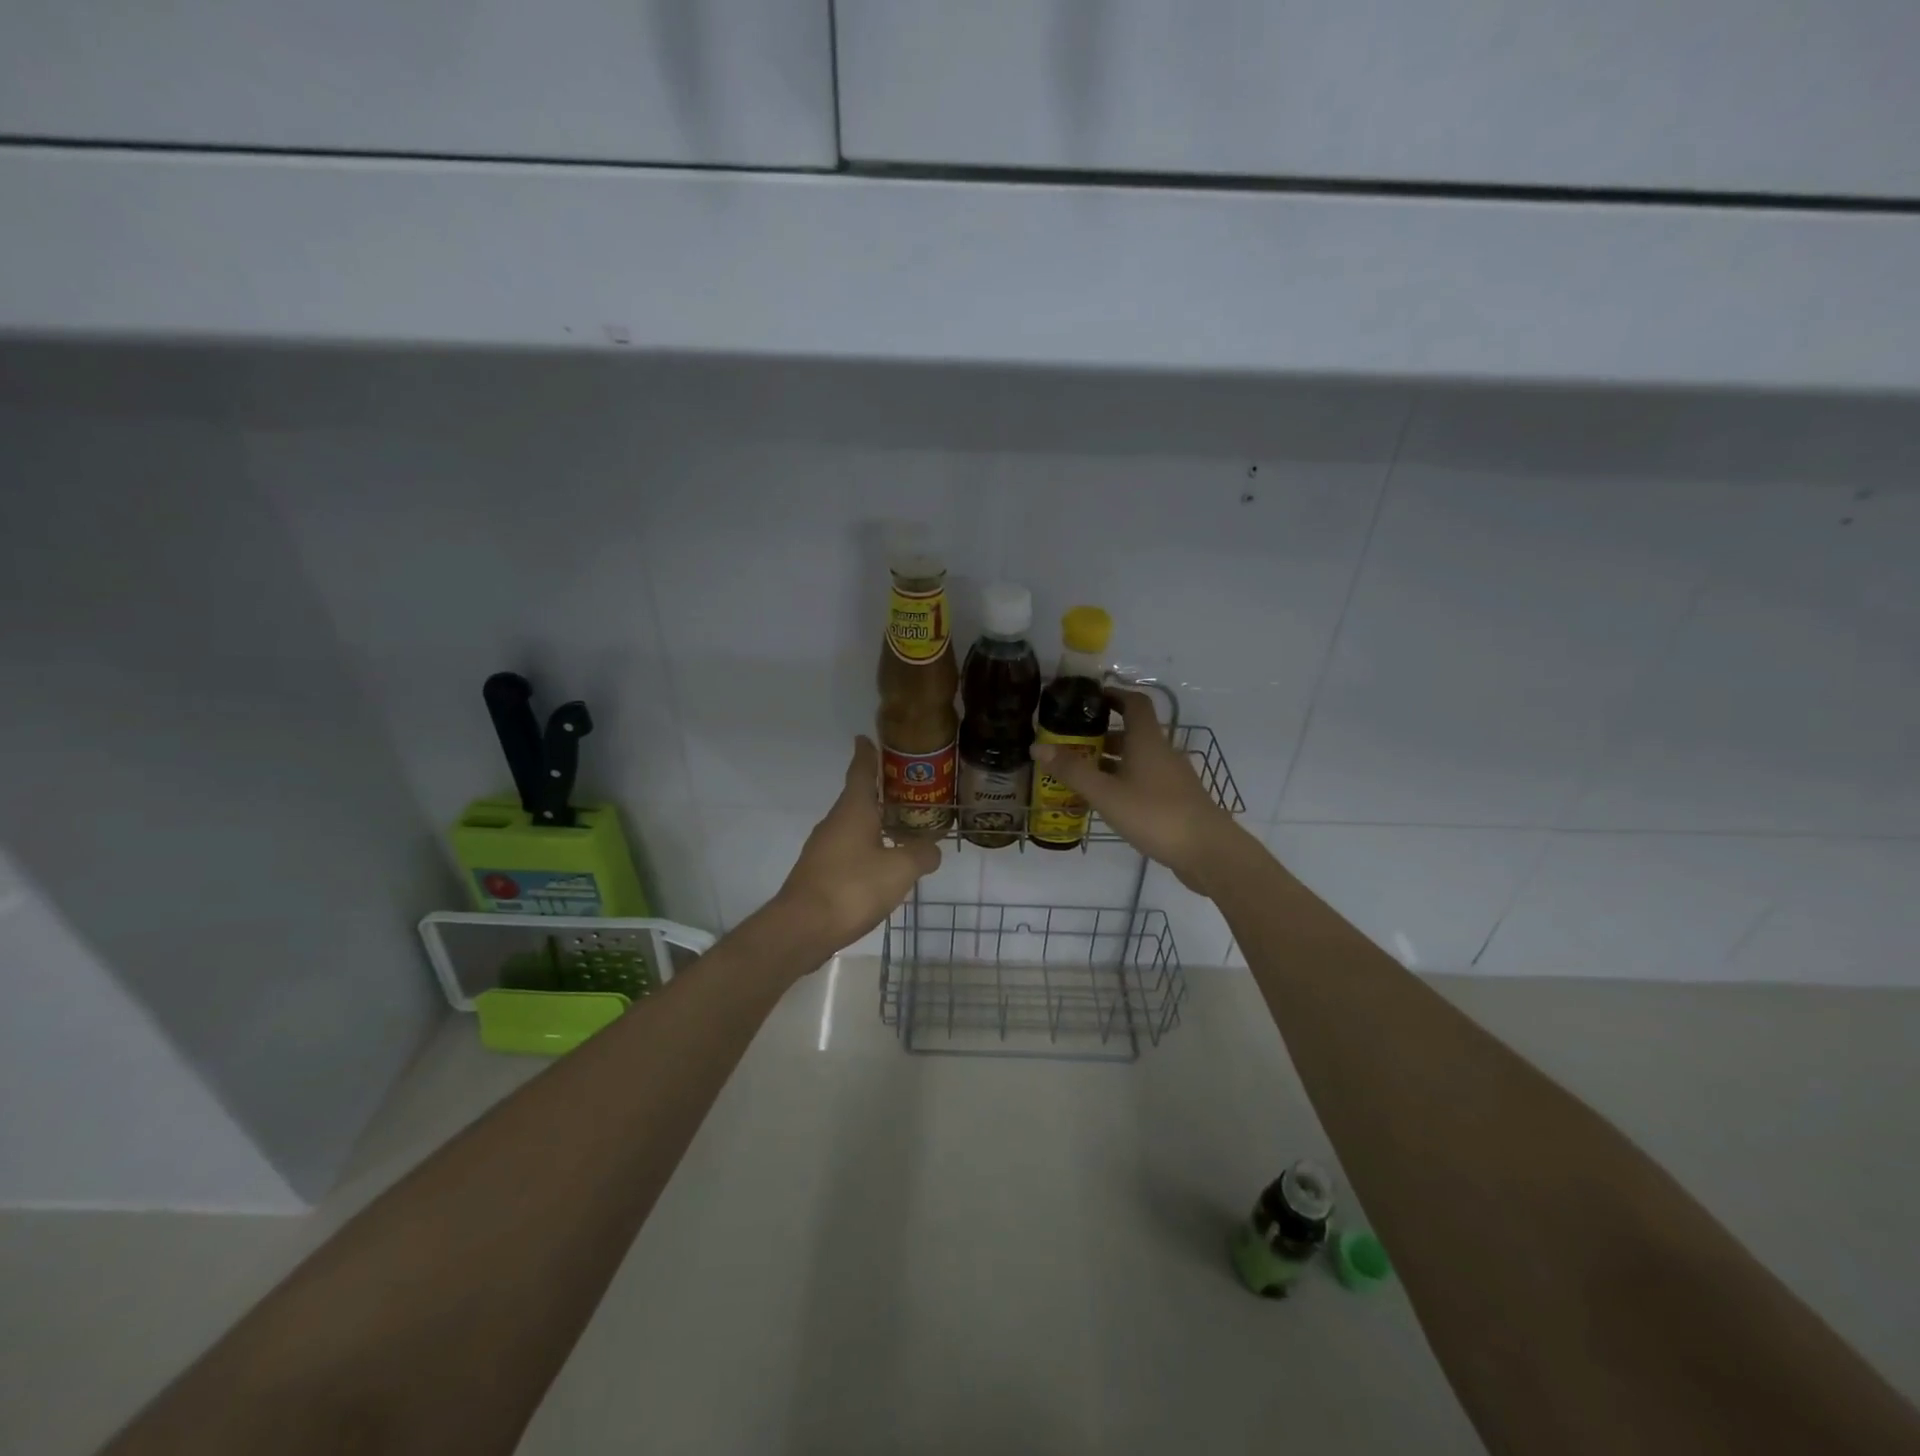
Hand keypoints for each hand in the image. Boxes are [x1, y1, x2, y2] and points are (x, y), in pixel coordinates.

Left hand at [773, 737, 941, 954]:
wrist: (802, 928)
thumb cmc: (852, 888)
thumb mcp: (900, 870)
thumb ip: (921, 854)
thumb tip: (933, 848)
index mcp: (853, 810)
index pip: (860, 771)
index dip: (866, 753)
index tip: (866, 737)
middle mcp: (835, 822)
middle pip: (858, 798)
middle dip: (880, 792)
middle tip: (908, 789)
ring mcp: (824, 849)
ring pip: (853, 826)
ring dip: (875, 824)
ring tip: (902, 829)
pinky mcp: (820, 873)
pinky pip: (849, 851)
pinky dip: (867, 849)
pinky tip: (883, 866)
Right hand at [1030, 690, 1241, 893]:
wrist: (1208, 851)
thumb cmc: (1155, 814)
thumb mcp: (1106, 793)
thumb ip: (1072, 770)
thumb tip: (1037, 746)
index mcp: (1147, 740)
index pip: (1134, 702)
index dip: (1113, 695)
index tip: (1088, 699)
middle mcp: (1162, 752)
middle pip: (1132, 732)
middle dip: (1102, 735)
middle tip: (1071, 743)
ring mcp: (1173, 777)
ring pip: (1138, 759)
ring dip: (1112, 762)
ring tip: (1082, 774)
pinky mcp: (1177, 800)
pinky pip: (1145, 781)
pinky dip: (1124, 782)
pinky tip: (1108, 802)